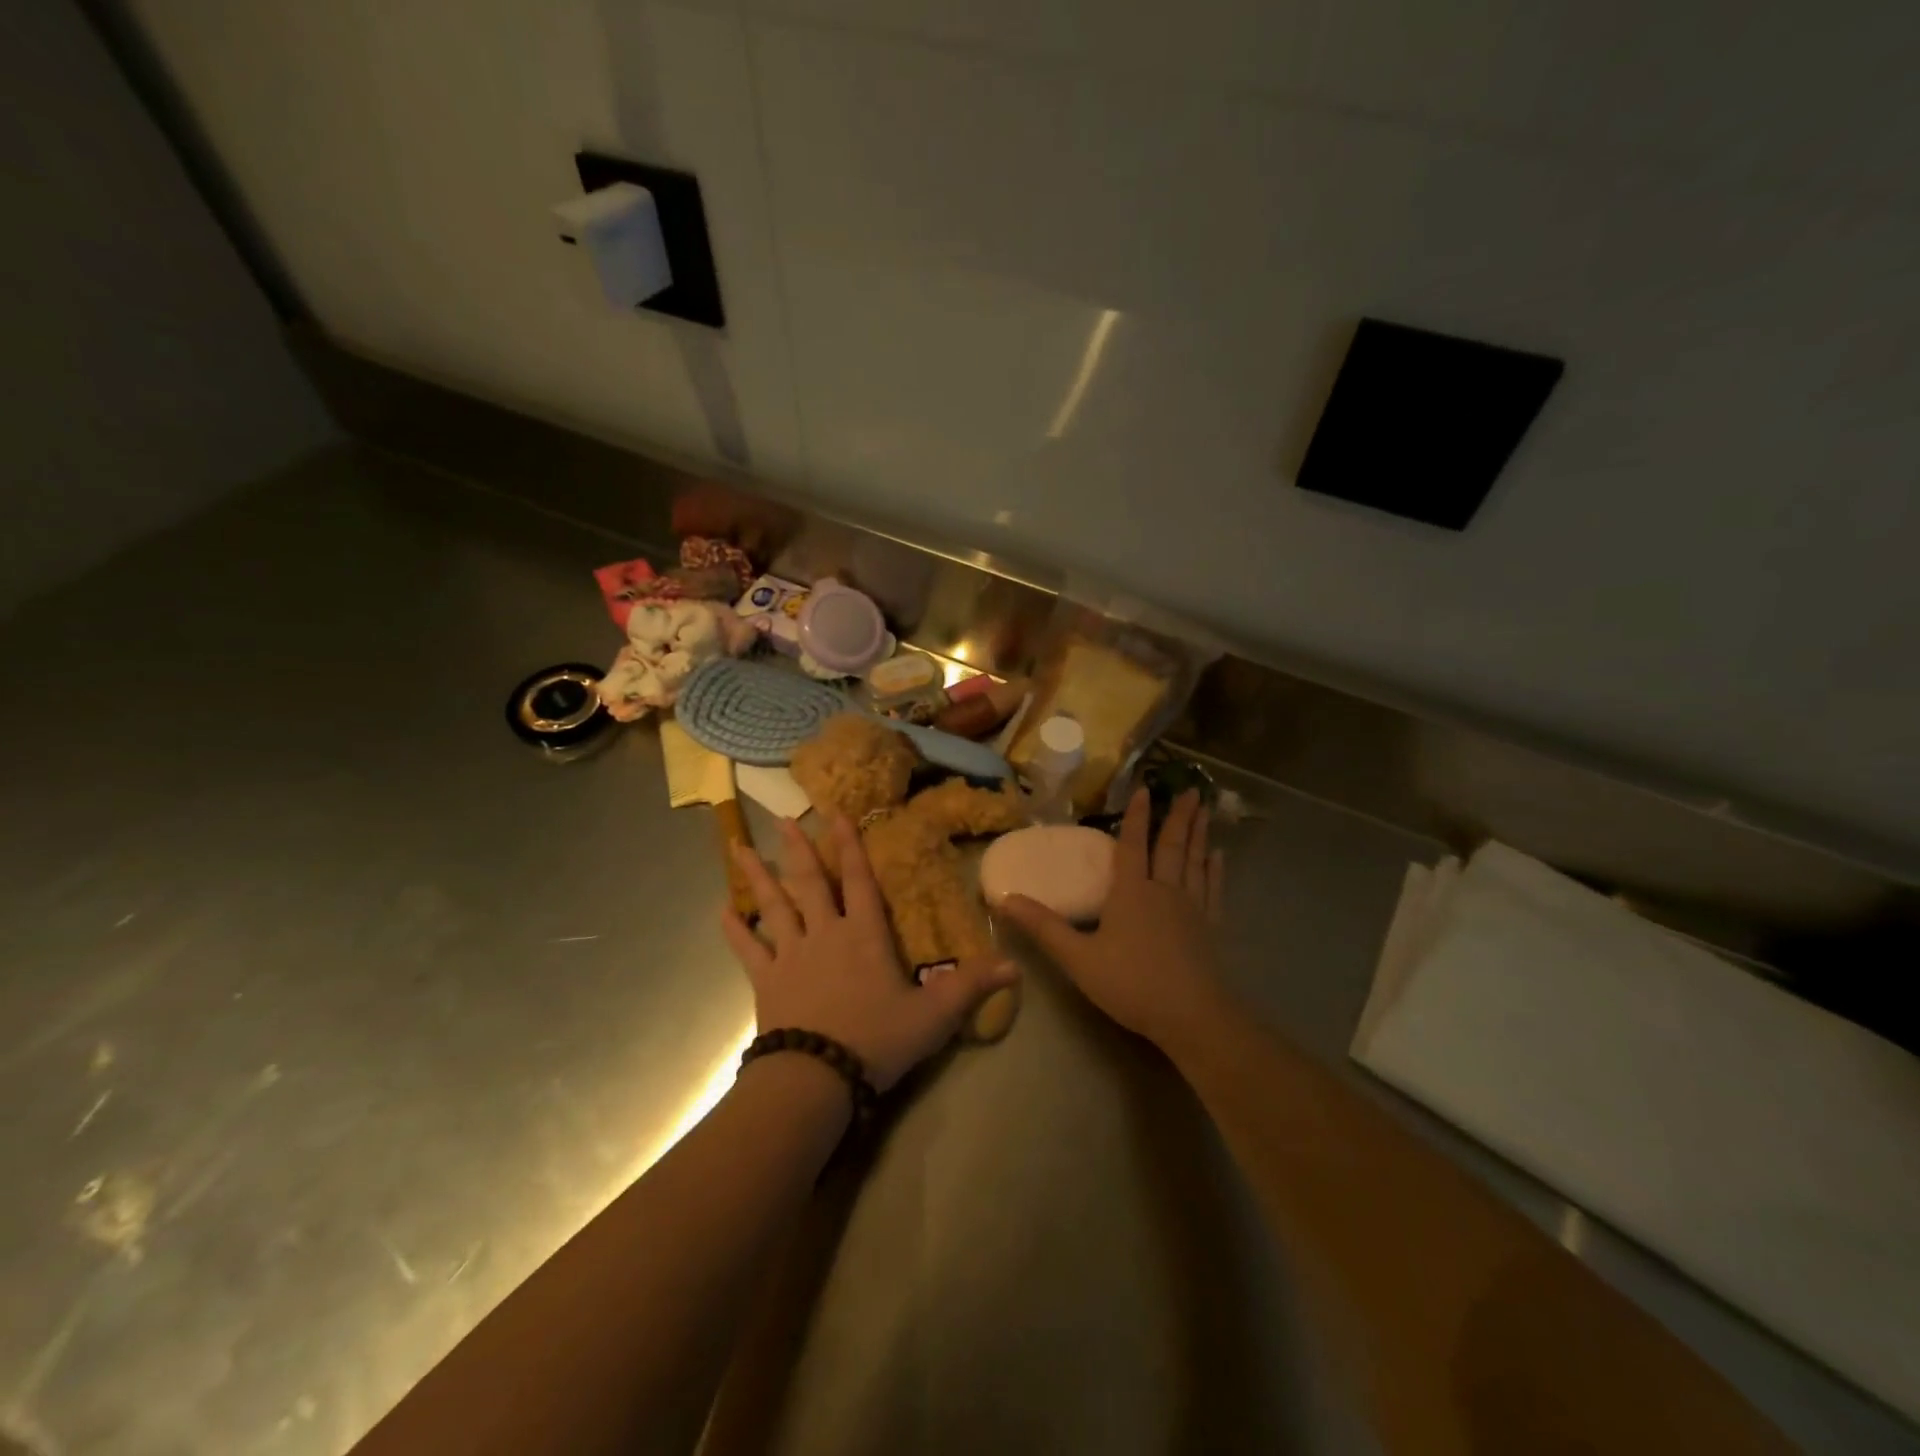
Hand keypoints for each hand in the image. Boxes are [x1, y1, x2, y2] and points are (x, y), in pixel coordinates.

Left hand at [722, 816, 1016, 1091]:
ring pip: (773, 906)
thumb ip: (973, 986)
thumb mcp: (934, 1015)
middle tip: (782, 819)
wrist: (817, 1078)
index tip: (836, 813)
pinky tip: (722, 911)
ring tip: (739, 848)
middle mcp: (825, 934)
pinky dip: (735, 930)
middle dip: (798, 849)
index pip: (859, 880)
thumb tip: (1017, 965)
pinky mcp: (766, 982)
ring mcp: (791, 955)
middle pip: (809, 883)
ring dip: (757, 877)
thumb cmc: (877, 1040)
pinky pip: (747, 950)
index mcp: (864, 936)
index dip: (850, 845)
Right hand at [999, 787, 1225, 1051]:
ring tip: (1205, 808)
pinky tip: (1218, 857)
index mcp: (1131, 893)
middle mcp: (1163, 891)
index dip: (1136, 816)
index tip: (1144, 788)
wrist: (1191, 1016)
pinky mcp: (1211, 927)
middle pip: (1171, 845)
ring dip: (1199, 834)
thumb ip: (1043, 927)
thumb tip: (1005, 899)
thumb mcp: (1077, 958)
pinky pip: (1213, 888)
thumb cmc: (1130, 984)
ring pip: (1195, 861)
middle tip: (1191, 788)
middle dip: (1178, 816)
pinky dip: (1215, 870)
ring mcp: (1191, 908)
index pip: (1131, 845)